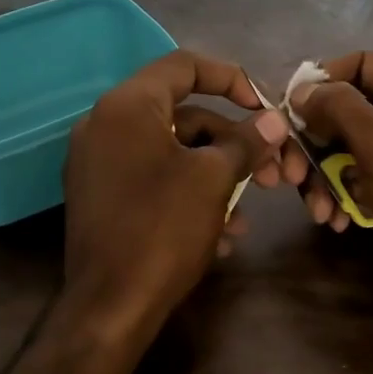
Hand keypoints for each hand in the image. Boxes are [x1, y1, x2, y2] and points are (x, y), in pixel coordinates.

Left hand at [64, 50, 289, 326]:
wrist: (109, 308)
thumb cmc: (162, 230)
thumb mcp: (213, 179)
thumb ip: (245, 142)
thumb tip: (274, 121)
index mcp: (127, 106)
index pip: (184, 65)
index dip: (231, 78)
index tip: (263, 107)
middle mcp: (105, 124)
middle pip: (182, 115)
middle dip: (231, 143)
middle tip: (269, 175)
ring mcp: (98, 163)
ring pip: (171, 152)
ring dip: (215, 176)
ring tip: (246, 216)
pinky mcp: (100, 197)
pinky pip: (151, 178)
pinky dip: (187, 194)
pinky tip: (219, 234)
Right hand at [290, 52, 372, 330]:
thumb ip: (340, 109)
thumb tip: (303, 90)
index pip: (363, 64)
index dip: (323, 81)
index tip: (289, 112)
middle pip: (349, 111)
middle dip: (315, 141)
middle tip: (293, 174)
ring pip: (348, 150)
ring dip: (324, 177)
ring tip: (318, 209)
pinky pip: (360, 181)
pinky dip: (342, 197)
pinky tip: (336, 222)